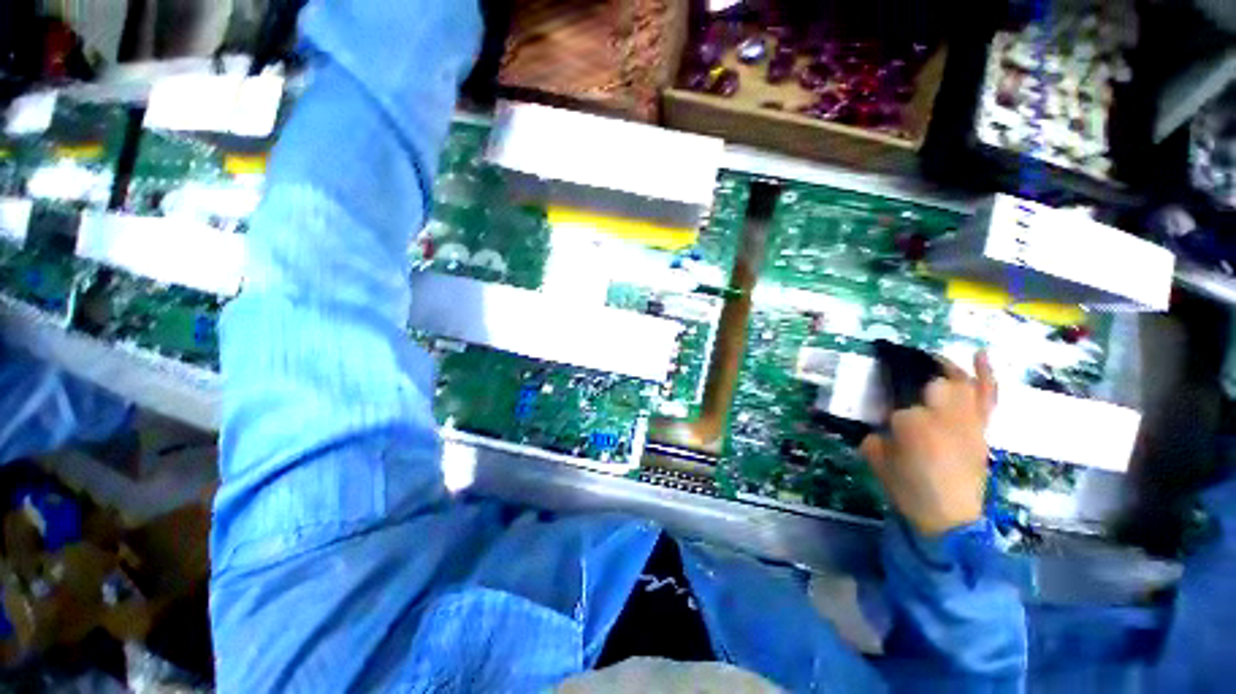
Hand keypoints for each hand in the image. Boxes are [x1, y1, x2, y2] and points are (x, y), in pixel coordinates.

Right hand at [860, 351, 997, 536]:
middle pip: (933, 384)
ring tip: (930, 360)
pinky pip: (987, 396)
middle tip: (901, 382)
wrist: (948, 518)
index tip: (881, 414)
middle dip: (918, 382)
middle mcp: (945, 417)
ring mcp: (968, 422)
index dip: (888, 406)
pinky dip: (985, 374)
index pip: (898, 401)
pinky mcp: (981, 429)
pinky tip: (979, 354)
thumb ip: (871, 432)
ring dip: (944, 370)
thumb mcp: (875, 457)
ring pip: (960, 384)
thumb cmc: (908, 488)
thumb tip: (875, 418)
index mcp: (913, 425)